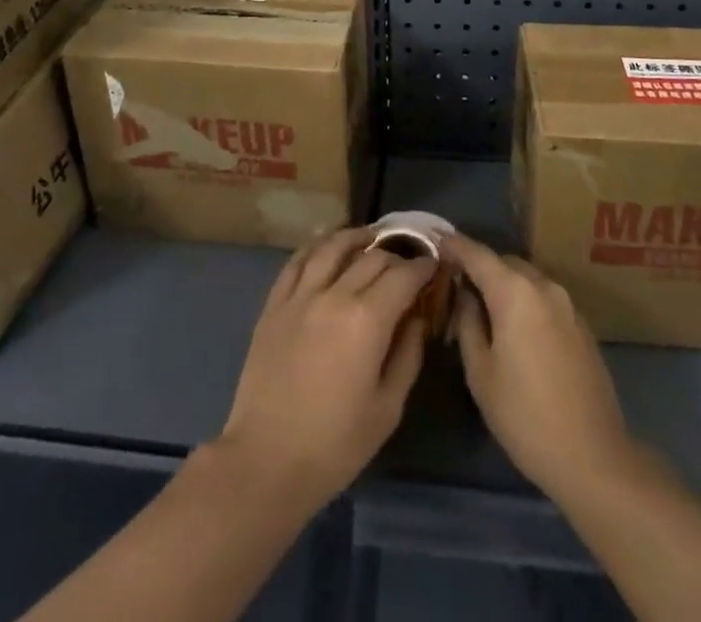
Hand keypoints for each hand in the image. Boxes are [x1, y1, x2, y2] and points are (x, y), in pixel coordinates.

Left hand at [214, 227, 434, 510]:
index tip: (434, 267)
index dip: (423, 267)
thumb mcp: (388, 408)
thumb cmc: (335, 445)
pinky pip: (297, 261)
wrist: (266, 461)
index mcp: (367, 320)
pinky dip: (316, 245)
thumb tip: (416, 317)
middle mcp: (334, 295)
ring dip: (356, 237)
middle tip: (407, 264)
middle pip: (372, 257)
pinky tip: (326, 243)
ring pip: (332, 247)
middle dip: (396, 256)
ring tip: (371, 237)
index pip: (403, 276)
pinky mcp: (274, 304)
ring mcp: (300, 296)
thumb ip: (408, 354)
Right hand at [446, 232, 633, 498]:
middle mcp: (543, 286)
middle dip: (480, 267)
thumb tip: (465, 294)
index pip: (477, 254)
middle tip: (457, 286)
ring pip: (526, 279)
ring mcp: (567, 304)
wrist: (593, 456)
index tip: (435, 242)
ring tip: (484, 309)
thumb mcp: (481, 372)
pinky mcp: (582, 324)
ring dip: (504, 285)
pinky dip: (525, 301)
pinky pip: (545, 298)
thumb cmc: (524, 415)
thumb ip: (468, 322)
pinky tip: (516, 330)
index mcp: (515, 291)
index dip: (454, 245)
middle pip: (504, 262)